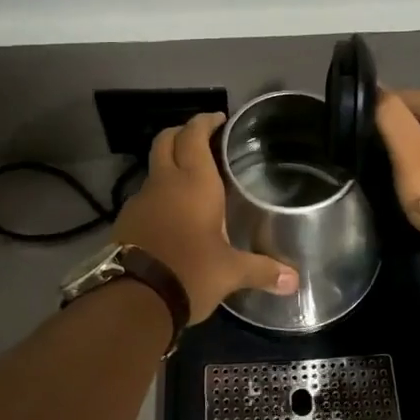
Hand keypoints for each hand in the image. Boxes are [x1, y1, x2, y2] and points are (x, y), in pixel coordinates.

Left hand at [113, 112, 298, 322]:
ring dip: (168, 167)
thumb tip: (294, 281)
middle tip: (200, 139)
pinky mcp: (125, 221)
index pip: (194, 135)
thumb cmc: (191, 273)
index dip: (204, 122)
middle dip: (181, 133)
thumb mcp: (231, 272)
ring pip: (153, 169)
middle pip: (165, 140)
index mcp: (194, 183)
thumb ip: (262, 270)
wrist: (134, 300)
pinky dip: (158, 196)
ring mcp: (140, 200)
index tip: (217, 119)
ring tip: (189, 183)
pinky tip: (171, 217)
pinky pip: (144, 197)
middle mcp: (164, 182)